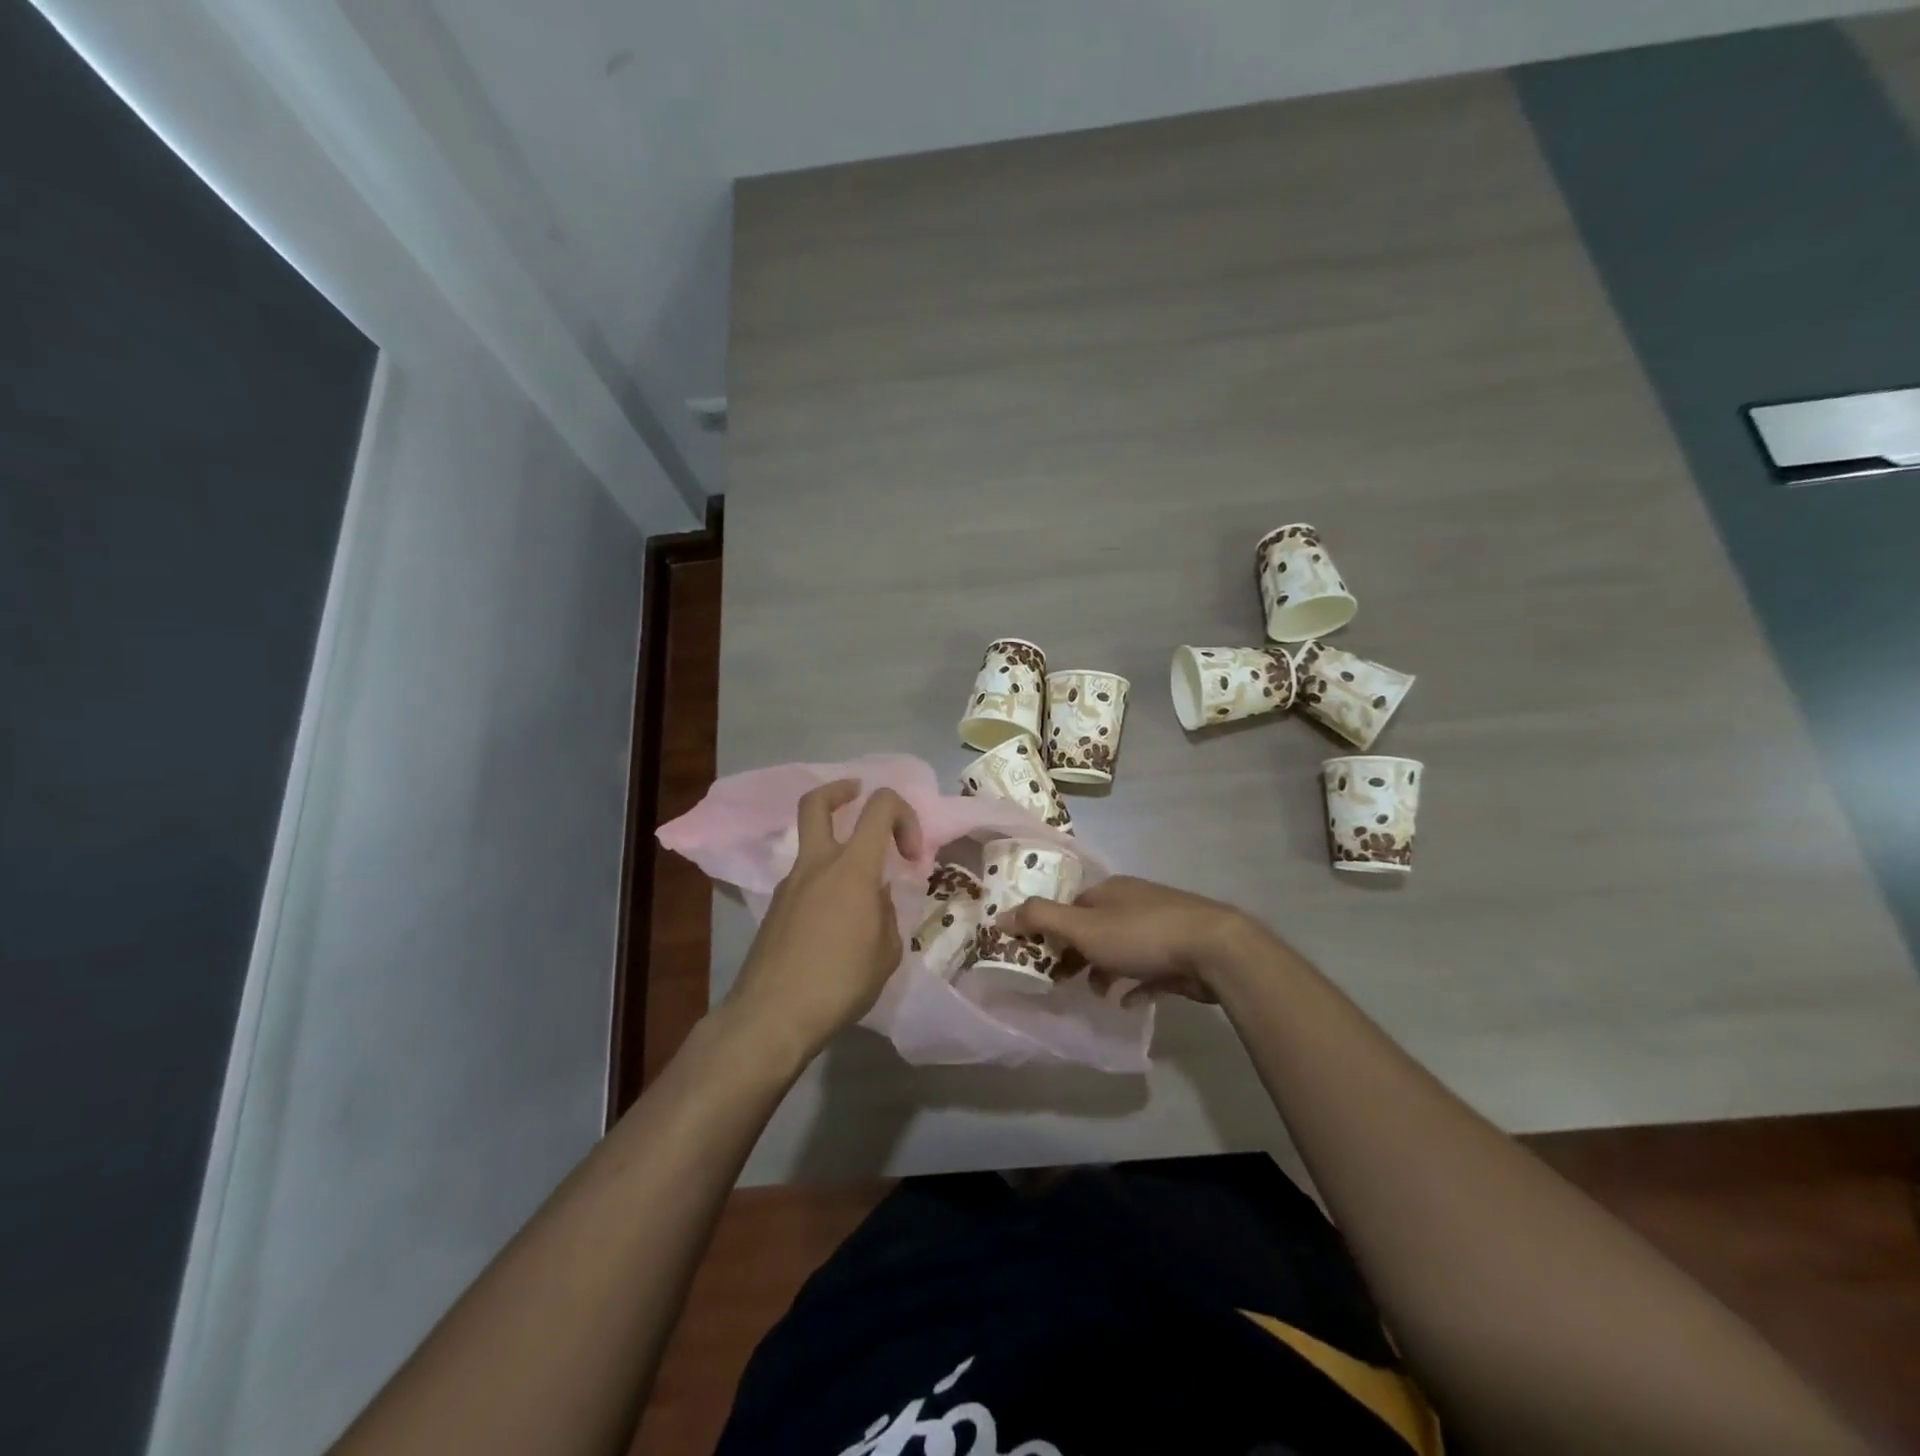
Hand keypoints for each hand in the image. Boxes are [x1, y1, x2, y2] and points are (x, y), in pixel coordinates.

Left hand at [724, 780, 920, 1056]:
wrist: (772, 1016)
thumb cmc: (840, 983)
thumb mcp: (886, 952)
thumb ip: (886, 913)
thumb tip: (877, 898)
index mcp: (852, 868)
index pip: (880, 807)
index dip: (904, 816)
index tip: (911, 854)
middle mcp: (817, 865)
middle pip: (817, 802)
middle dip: (841, 790)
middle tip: (859, 796)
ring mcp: (789, 885)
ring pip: (811, 844)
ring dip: (837, 849)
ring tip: (861, 892)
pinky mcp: (775, 909)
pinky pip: (804, 880)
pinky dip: (824, 884)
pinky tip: (836, 924)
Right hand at [1000, 875, 1261, 1003]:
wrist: (1214, 949)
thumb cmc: (1141, 935)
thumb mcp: (1082, 927)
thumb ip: (1040, 919)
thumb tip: (1000, 914)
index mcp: (1108, 890)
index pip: (1069, 905)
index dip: (1051, 930)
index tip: (1039, 957)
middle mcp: (1133, 901)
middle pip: (1094, 926)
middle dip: (1076, 952)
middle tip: (1063, 980)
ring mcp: (1161, 924)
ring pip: (1121, 947)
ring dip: (1105, 969)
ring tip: (1098, 993)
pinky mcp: (1182, 951)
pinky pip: (1149, 968)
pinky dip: (1136, 983)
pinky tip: (1130, 1002)